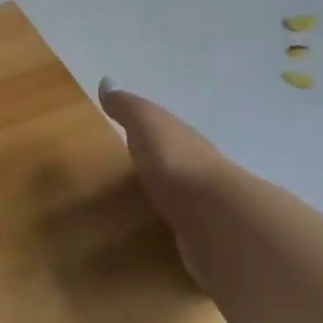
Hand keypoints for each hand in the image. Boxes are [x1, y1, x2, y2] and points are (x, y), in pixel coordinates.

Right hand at [98, 79, 225, 274]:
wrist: (217, 218)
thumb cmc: (175, 161)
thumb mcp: (145, 123)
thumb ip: (127, 106)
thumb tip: (106, 81)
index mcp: (183, 140)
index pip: (165, 131)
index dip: (147, 131)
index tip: (127, 135)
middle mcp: (198, 170)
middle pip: (175, 164)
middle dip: (158, 166)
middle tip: (129, 174)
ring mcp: (205, 208)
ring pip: (181, 197)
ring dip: (167, 199)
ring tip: (138, 209)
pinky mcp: (205, 241)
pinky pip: (184, 229)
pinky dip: (174, 229)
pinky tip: (159, 237)